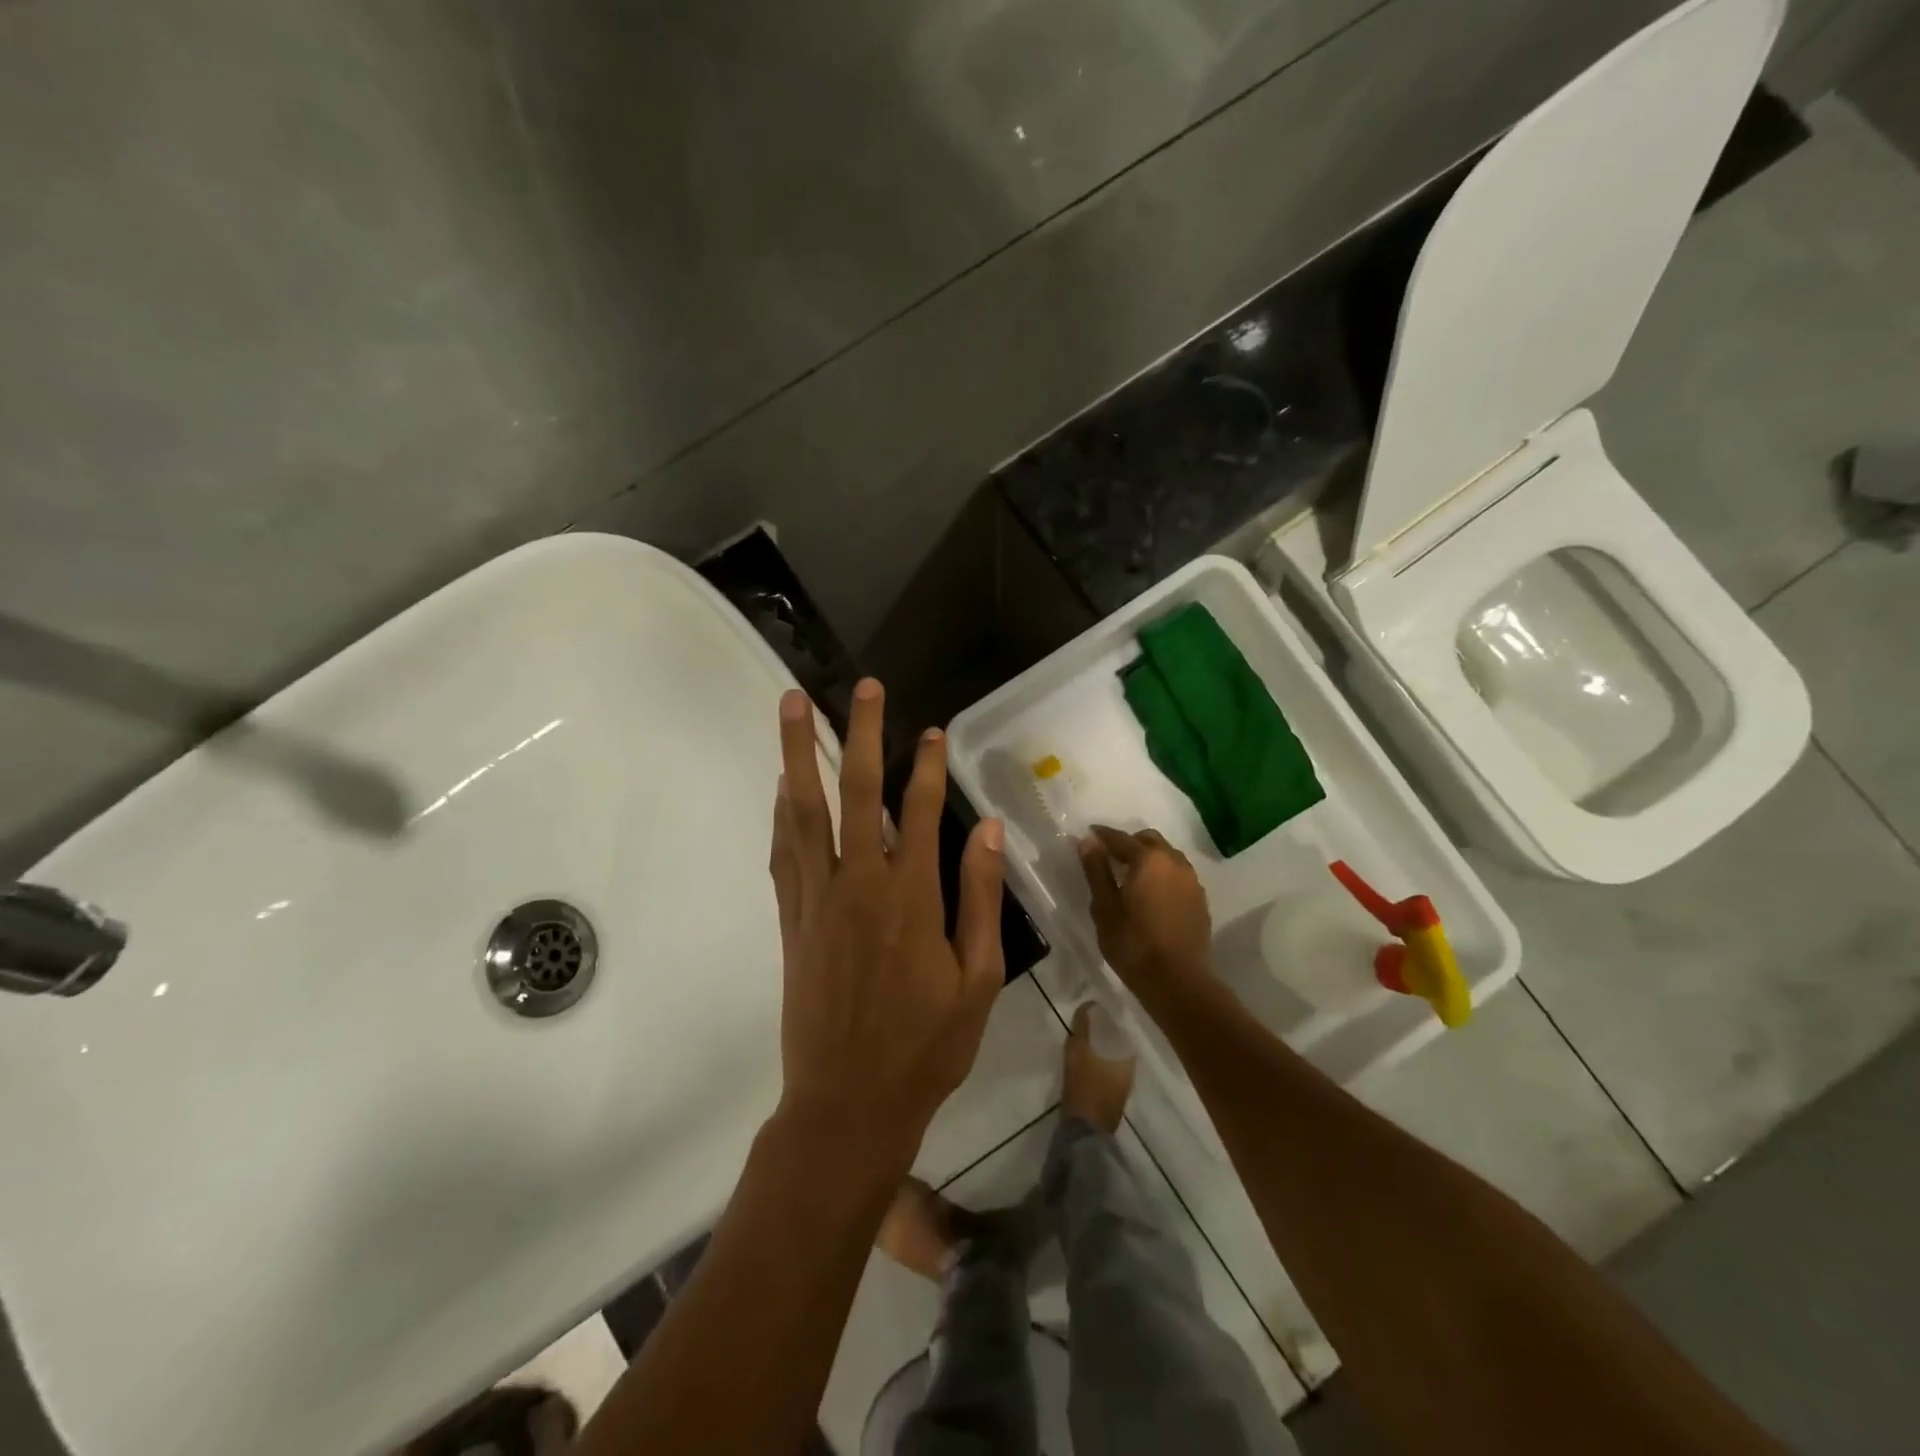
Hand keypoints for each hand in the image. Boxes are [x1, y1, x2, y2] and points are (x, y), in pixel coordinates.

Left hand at [767, 678, 1006, 1180]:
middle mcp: (859, 884)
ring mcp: (817, 900)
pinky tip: (781, 787)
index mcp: (911, 898)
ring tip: (793, 706)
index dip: (927, 765)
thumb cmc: (926, 1046)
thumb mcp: (978, 979)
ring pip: (804, 812)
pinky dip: (781, 813)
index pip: (920, 811)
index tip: (931, 730)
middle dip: (860, 733)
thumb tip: (986, 829)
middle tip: (864, 688)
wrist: (849, 1104)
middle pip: (856, 792)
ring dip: (799, 755)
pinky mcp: (792, 920)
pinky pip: (783, 853)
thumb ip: (979, 898)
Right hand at [1077, 826, 1214, 1008]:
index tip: (1088, 835)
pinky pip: (1178, 874)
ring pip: (1167, 856)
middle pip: (1148, 840)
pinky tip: (1151, 894)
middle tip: (1109, 858)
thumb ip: (1096, 871)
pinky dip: (1162, 874)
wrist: (1179, 982)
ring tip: (1130, 876)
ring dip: (1148, 858)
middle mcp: (1173, 862)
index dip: (1102, 835)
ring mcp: (1191, 880)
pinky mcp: (1200, 899)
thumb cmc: (1133, 945)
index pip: (1120, 838)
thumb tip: (1088, 841)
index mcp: (1148, 860)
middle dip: (1128, 843)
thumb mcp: (1104, 908)